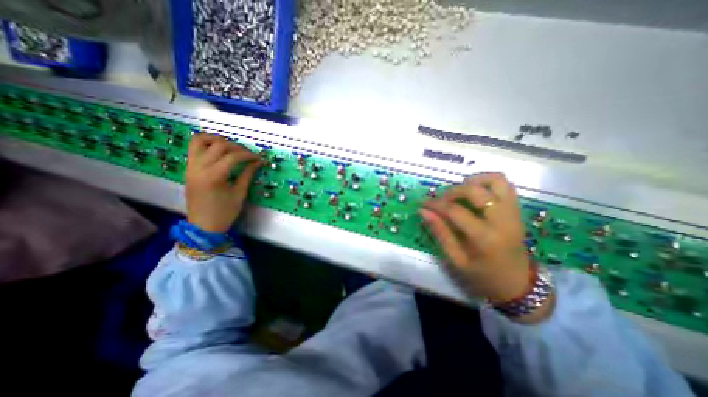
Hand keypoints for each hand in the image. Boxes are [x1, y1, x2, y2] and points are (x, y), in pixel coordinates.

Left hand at [184, 133, 261, 232]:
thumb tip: (257, 162)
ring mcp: (190, 166)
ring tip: (231, 147)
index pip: (233, 156)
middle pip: (218, 145)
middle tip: (248, 154)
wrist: (203, 226)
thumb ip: (247, 174)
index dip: (249, 155)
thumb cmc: (224, 212)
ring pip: (200, 140)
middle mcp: (199, 167)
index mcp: (213, 176)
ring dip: (217, 139)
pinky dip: (207, 144)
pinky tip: (219, 151)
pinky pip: (194, 148)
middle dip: (237, 146)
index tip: (259, 158)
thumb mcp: (239, 194)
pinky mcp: (188, 168)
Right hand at [419, 172, 551, 320]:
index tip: (423, 204)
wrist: (518, 284)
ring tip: (460, 191)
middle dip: (453, 191)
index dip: (436, 204)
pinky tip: (474, 193)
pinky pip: (504, 185)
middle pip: (475, 190)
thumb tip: (423, 212)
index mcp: (485, 237)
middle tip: (442, 200)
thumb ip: (440, 233)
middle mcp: (502, 219)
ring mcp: (513, 212)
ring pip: (496, 180)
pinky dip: (487, 183)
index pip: (455, 210)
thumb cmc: (483, 276)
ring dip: (474, 181)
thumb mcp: (456, 260)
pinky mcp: (516, 210)